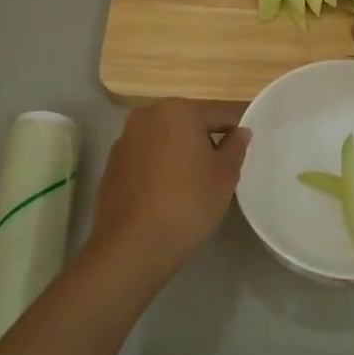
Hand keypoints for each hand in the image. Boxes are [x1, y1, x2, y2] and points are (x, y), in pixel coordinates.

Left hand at [91, 99, 248, 275]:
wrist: (134, 243)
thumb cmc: (188, 202)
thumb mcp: (225, 175)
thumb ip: (235, 147)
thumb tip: (240, 132)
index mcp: (178, 110)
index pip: (219, 114)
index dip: (235, 132)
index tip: (242, 153)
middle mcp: (146, 116)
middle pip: (187, 123)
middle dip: (204, 141)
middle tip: (218, 171)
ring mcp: (124, 140)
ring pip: (163, 140)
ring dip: (179, 154)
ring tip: (191, 185)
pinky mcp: (111, 165)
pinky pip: (145, 158)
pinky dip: (158, 168)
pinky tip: (165, 195)